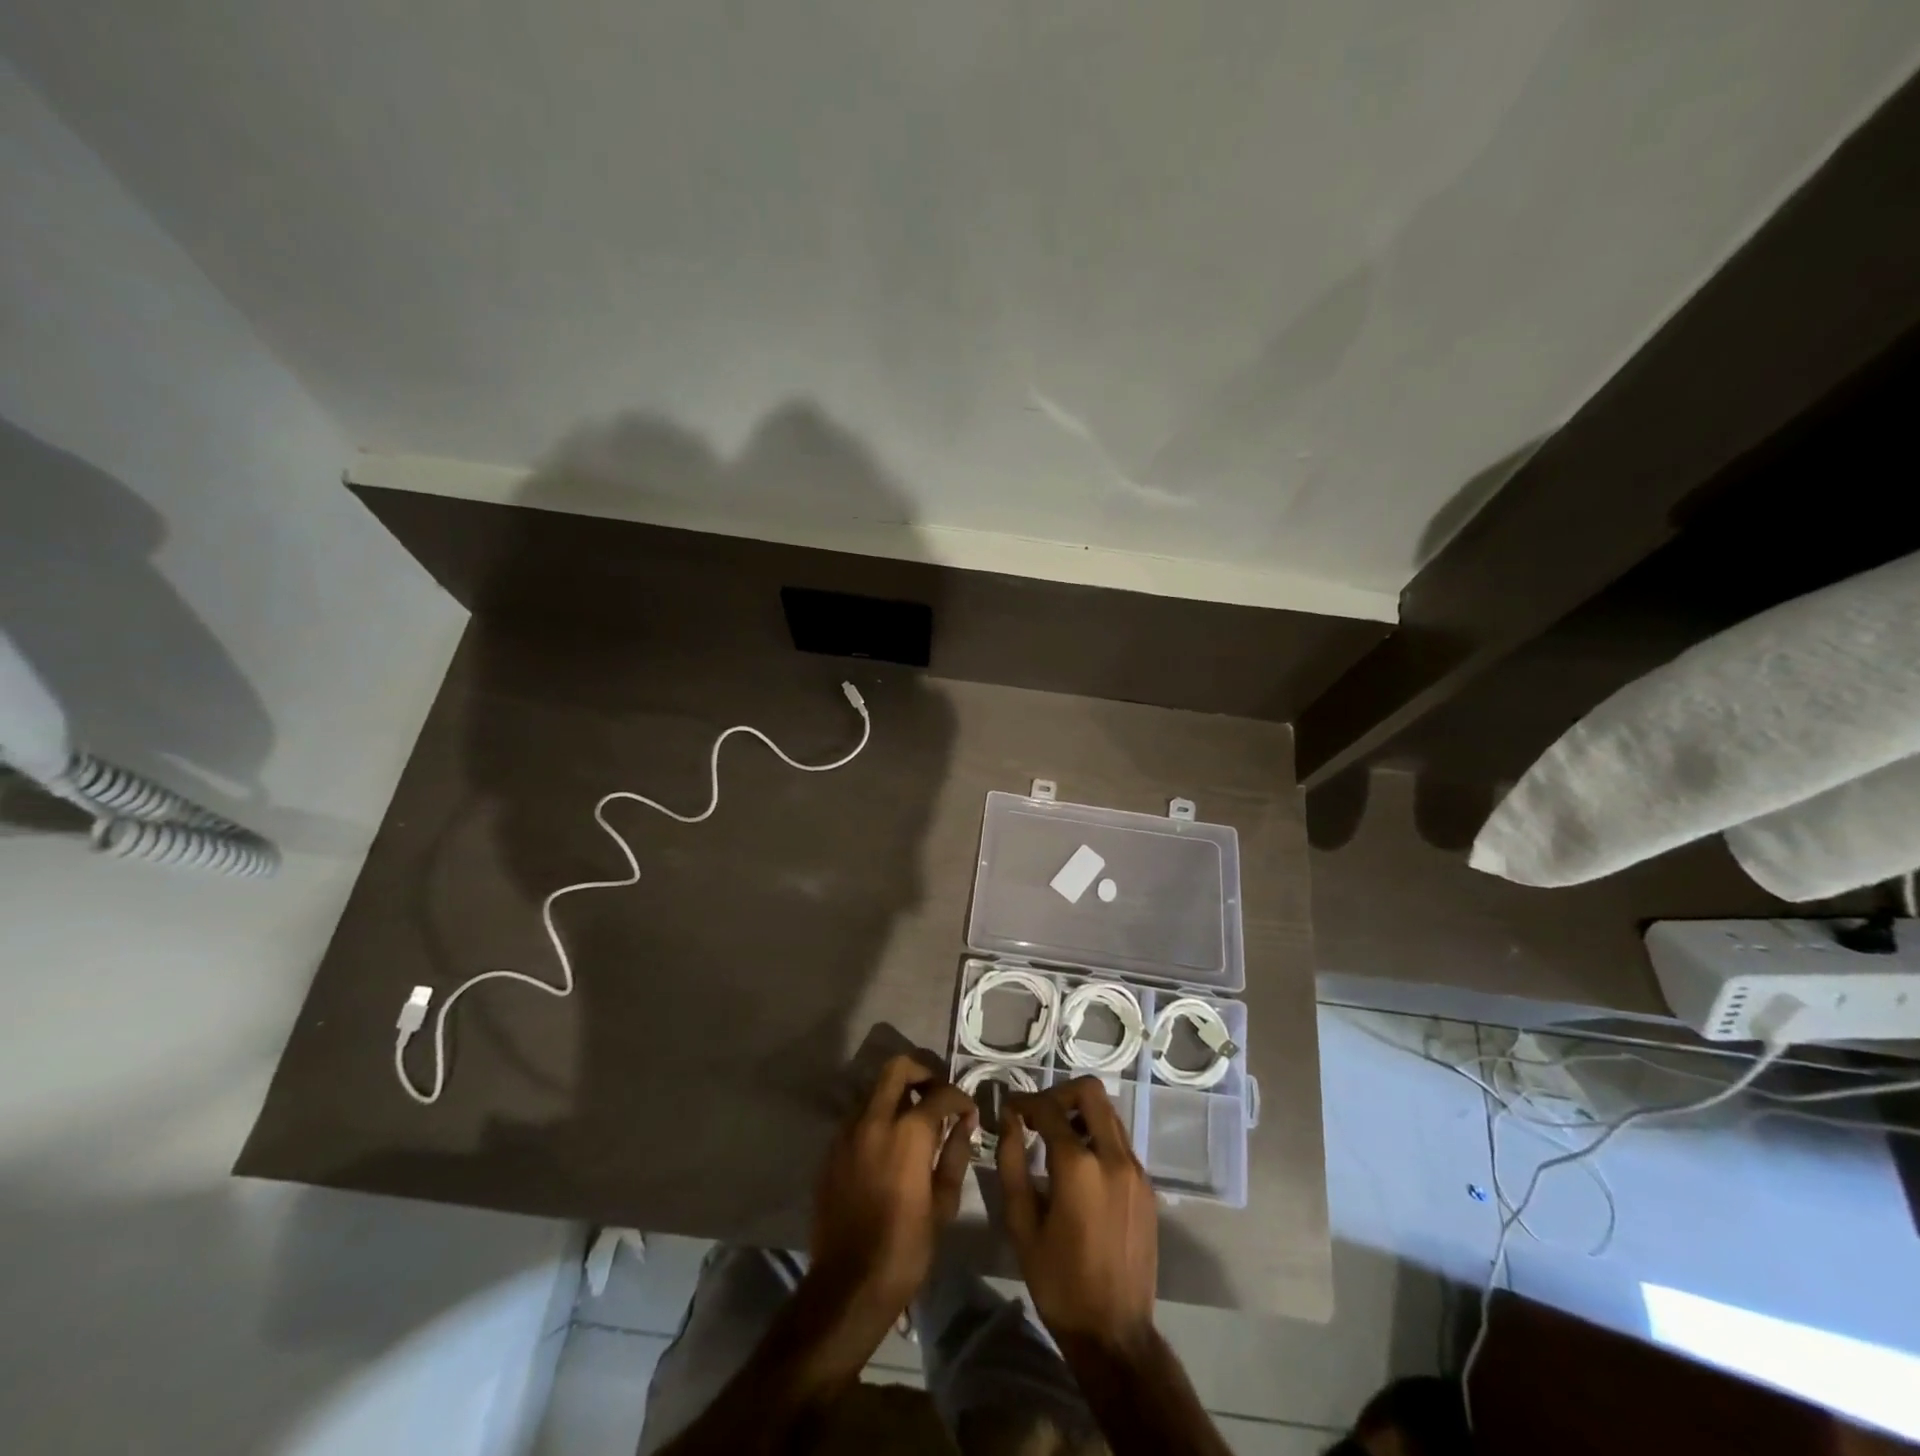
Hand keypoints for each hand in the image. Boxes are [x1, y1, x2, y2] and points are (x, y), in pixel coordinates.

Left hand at [810, 1054, 976, 1323]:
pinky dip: (877, 1116)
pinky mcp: (832, 1148)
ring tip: (914, 1119)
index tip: (968, 1112)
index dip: (960, 1098)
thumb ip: (955, 1154)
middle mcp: (875, 1120)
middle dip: (923, 1072)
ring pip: (875, 1089)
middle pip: (898, 1068)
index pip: (940, 1094)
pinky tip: (889, 1144)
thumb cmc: (905, 1248)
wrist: (848, 1284)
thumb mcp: (942, 1204)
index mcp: (908, 1132)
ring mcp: (848, 1131)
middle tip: (937, 1095)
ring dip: (897, 1093)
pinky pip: (858, 1116)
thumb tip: (964, 1124)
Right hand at [999, 1077, 1157, 1351]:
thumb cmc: (1059, 1282)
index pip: (1048, 1108)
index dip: (1024, 1101)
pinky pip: (1121, 1142)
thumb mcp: (1022, 1224)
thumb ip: (1012, 1163)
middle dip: (1060, 1093)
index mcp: (1079, 1166)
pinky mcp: (1147, 1187)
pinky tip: (1080, 1167)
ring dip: (1081, 1113)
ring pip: (1109, 1114)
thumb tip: (1008, 1120)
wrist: (1115, 1334)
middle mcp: (1113, 1157)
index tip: (1009, 1108)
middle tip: (1038, 1115)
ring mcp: (1136, 1171)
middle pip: (1090, 1092)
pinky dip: (1098, 1137)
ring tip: (1057, 1138)